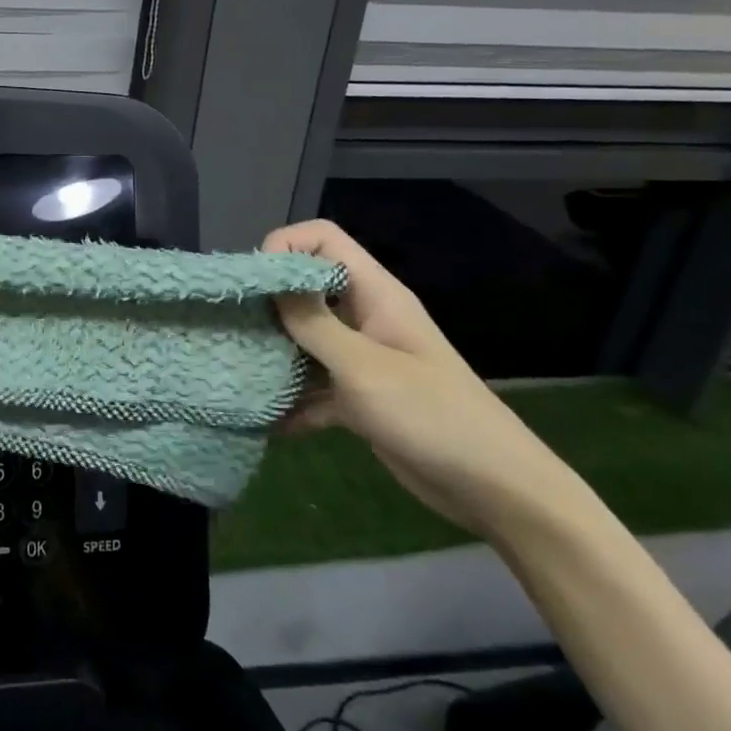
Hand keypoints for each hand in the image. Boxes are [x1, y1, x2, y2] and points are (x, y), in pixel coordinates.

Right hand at [261, 219, 589, 538]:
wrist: (496, 490)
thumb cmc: (432, 416)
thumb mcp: (363, 367)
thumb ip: (312, 323)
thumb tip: (269, 284)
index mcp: (375, 295)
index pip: (323, 239)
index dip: (285, 247)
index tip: (255, 284)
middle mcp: (365, 318)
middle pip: (306, 288)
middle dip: (268, 304)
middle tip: (234, 329)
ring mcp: (361, 359)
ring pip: (305, 339)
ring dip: (275, 354)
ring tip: (240, 372)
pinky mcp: (358, 398)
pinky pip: (314, 386)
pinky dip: (292, 401)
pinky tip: (267, 422)